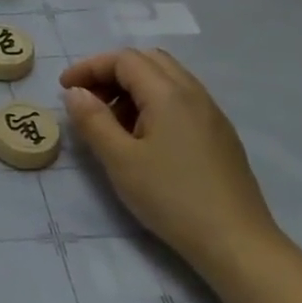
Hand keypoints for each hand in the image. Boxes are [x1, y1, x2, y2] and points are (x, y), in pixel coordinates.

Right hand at [60, 49, 278, 277]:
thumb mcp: (119, 160)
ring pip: (167, 78)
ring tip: (112, 120)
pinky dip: (154, 102)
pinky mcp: (220, 134)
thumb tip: (76, 92)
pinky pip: (181, 99)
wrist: (236, 243)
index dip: (90, 67)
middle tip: (88, 99)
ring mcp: (211, 113)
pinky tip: (144, 137)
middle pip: (148, 61)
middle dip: (112, 72)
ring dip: (133, 87)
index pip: (124, 59)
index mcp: (168, 94)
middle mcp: (193, 93)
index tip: (65, 88)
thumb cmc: (172, 198)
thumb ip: (92, 120)